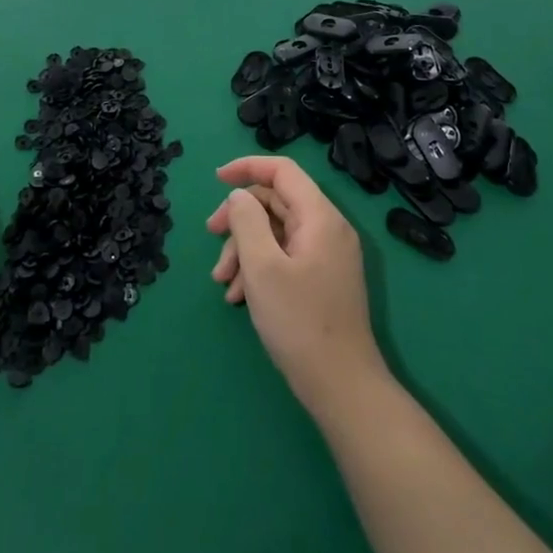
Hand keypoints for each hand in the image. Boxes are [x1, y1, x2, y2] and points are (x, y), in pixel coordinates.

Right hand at [208, 156, 386, 416]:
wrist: (341, 385)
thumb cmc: (299, 322)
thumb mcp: (262, 267)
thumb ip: (247, 221)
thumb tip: (239, 195)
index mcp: (320, 217)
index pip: (283, 171)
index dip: (248, 167)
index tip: (216, 179)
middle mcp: (327, 229)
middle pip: (276, 202)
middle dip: (240, 218)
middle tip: (211, 235)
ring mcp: (327, 255)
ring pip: (276, 232)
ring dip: (244, 249)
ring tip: (222, 282)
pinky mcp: (322, 279)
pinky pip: (284, 256)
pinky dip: (259, 268)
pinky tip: (238, 297)